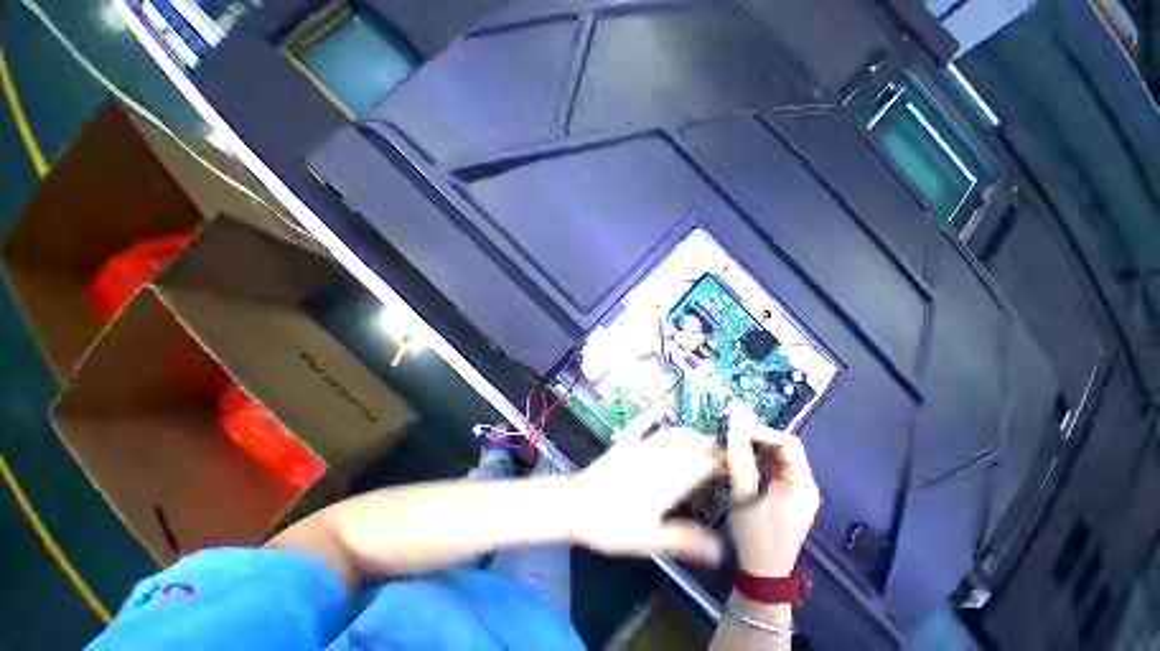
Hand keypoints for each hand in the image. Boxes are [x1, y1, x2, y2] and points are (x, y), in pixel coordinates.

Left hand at [567, 411, 724, 564]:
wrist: (575, 506)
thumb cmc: (612, 526)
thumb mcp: (650, 540)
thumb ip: (684, 540)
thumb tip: (720, 549)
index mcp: (666, 481)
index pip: (702, 464)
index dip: (722, 462)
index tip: (738, 465)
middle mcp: (656, 458)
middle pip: (690, 444)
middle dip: (711, 446)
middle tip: (726, 455)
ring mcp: (638, 447)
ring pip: (670, 433)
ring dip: (689, 434)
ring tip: (703, 441)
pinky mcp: (623, 444)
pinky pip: (639, 425)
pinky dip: (650, 417)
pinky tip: (658, 410)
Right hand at [725, 411, 819, 576]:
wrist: (763, 574)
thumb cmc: (754, 536)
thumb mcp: (744, 495)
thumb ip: (739, 458)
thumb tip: (732, 425)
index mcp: (802, 484)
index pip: (788, 443)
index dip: (761, 431)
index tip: (734, 430)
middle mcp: (805, 484)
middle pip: (784, 448)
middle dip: (756, 437)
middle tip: (730, 434)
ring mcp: (796, 491)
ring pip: (777, 456)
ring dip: (754, 447)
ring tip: (730, 443)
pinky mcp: (786, 496)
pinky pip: (772, 467)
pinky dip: (755, 458)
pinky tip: (738, 458)